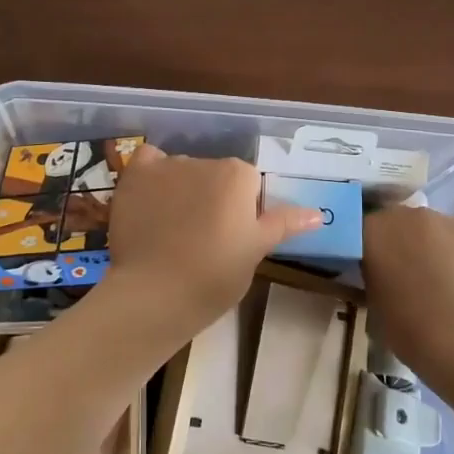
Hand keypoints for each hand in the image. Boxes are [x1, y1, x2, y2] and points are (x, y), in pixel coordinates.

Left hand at [101, 147, 321, 344]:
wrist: (155, 293)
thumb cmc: (214, 276)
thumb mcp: (255, 251)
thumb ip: (283, 224)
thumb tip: (317, 213)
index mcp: (239, 175)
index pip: (248, 184)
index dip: (242, 212)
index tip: (232, 239)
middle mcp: (205, 160)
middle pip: (215, 175)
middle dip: (212, 198)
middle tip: (204, 239)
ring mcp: (167, 166)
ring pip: (182, 171)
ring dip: (182, 190)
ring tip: (172, 231)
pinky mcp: (136, 176)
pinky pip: (148, 161)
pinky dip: (152, 174)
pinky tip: (150, 199)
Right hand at [361, 206, 453, 376]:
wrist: (448, 330)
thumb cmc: (399, 319)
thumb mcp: (368, 294)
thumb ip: (368, 270)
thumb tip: (373, 267)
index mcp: (367, 229)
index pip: (360, 229)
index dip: (366, 245)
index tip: (369, 262)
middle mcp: (395, 213)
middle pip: (391, 219)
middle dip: (392, 237)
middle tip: (397, 264)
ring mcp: (428, 217)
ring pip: (419, 222)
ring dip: (418, 237)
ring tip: (425, 265)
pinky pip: (443, 230)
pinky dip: (442, 243)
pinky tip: (446, 266)